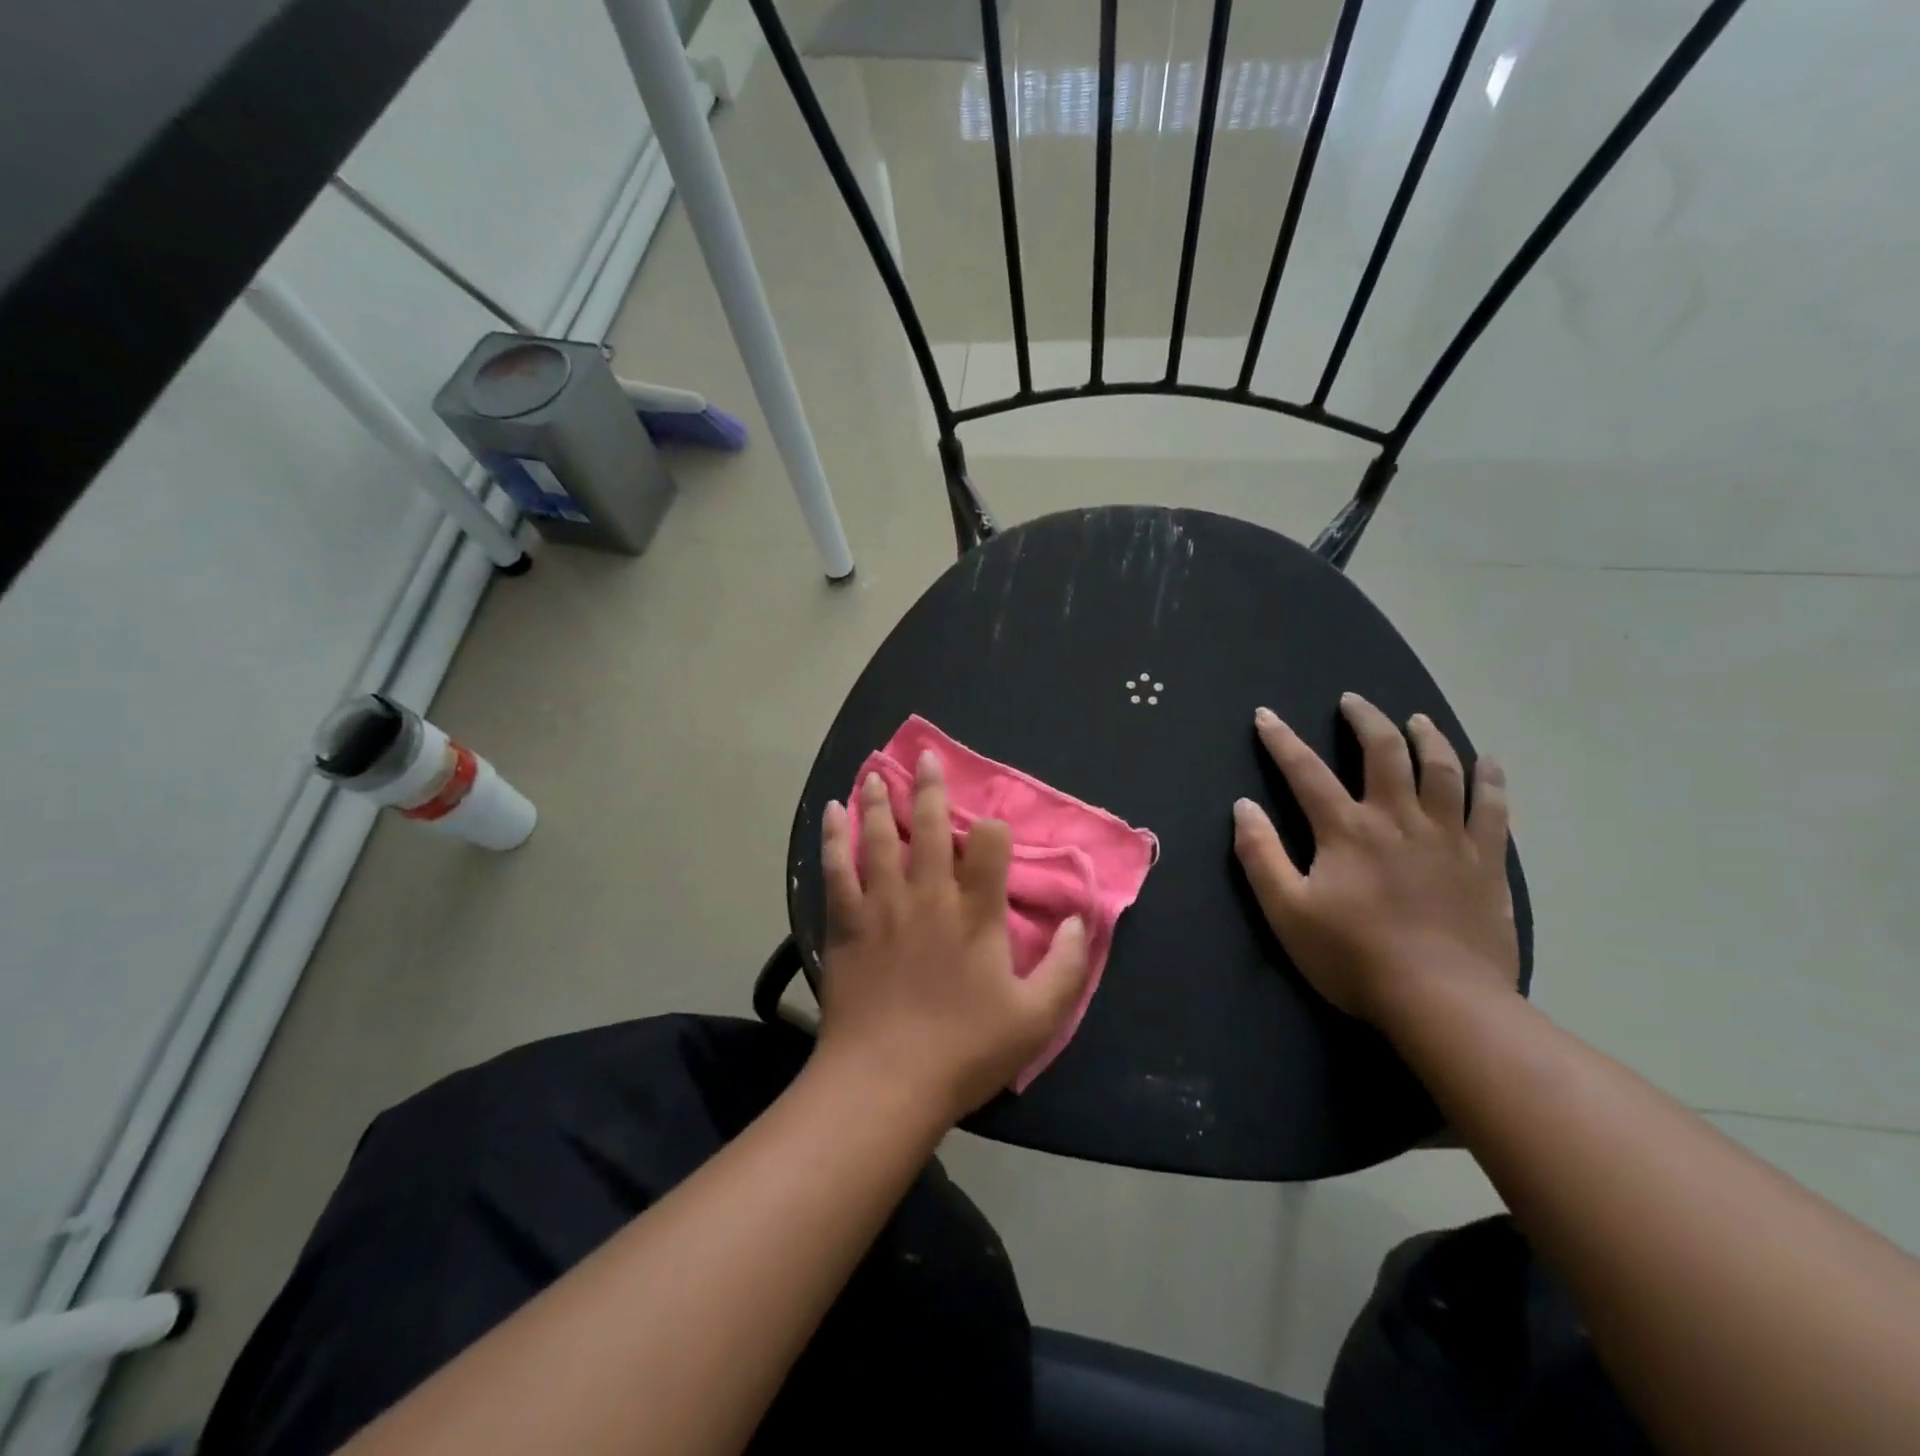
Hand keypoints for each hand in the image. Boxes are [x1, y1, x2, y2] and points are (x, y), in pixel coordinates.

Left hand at [816, 753, 1090, 1120]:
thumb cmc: (963, 1050)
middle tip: (925, 757)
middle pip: (932, 827)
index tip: (993, 830)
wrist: (884, 1081)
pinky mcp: (845, 922)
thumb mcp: (1035, 1017)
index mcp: (975, 913)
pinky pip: (837, 868)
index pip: (990, 846)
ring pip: (880, 837)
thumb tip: (1080, 922)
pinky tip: (831, 813)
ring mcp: (882, 905)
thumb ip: (1065, 967)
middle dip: (931, 789)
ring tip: (876, 772)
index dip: (995, 829)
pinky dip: (834, 837)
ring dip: (880, 801)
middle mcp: (929, 895)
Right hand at [1232, 693, 1517, 1028]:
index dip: (1282, 741)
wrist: (1442, 1001)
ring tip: (1417, 720)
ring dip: (1427, 737)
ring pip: (1442, 770)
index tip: (1266, 716)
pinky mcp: (1486, 862)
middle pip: (1385, 752)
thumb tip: (1243, 806)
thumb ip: (1261, 855)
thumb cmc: (1353, 957)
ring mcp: (1449, 838)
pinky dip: (1490, 781)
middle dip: (1365, 720)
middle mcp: (1399, 819)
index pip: (1307, 772)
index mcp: (1347, 830)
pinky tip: (1489, 764)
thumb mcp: (1287, 911)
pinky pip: (1493, 809)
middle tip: (1353, 701)